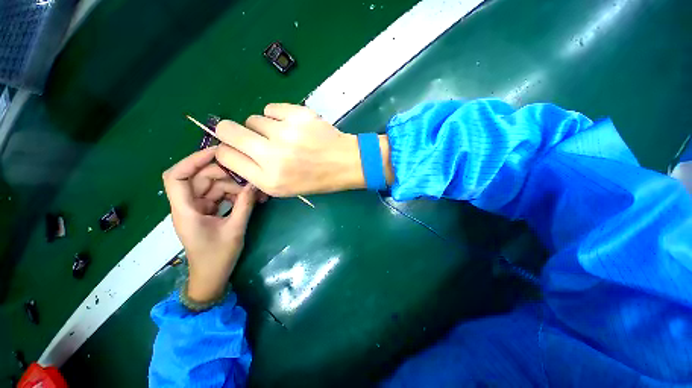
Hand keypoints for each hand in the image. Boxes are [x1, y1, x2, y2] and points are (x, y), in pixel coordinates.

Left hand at [162, 147, 261, 302]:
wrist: (211, 276)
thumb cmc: (218, 257)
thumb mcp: (235, 229)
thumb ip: (244, 205)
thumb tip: (254, 184)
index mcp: (185, 211)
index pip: (177, 177)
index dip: (193, 160)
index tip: (218, 152)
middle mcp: (187, 205)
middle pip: (199, 178)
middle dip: (224, 175)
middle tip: (247, 179)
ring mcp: (197, 208)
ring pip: (211, 186)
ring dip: (232, 186)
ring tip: (252, 192)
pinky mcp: (206, 211)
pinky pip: (218, 195)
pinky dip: (232, 194)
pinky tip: (247, 198)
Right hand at [214, 103, 393, 196]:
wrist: (344, 163)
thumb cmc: (316, 179)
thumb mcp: (284, 188)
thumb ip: (256, 173)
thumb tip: (234, 152)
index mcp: (269, 180)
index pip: (225, 156)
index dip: (226, 150)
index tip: (234, 148)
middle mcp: (273, 157)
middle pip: (227, 130)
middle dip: (230, 131)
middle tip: (247, 135)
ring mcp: (286, 133)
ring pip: (253, 119)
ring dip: (263, 127)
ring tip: (282, 136)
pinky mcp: (298, 115)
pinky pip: (271, 108)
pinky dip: (277, 116)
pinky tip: (292, 126)